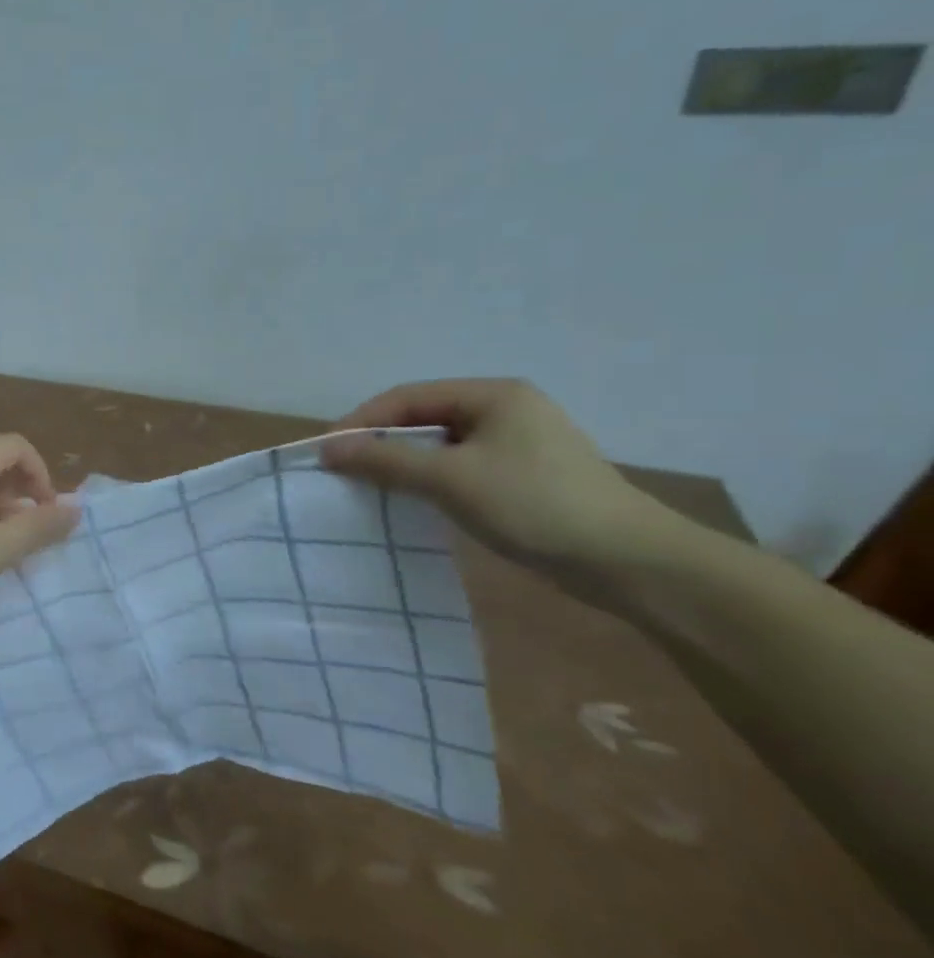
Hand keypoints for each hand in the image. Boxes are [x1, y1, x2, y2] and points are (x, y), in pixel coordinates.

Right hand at [321, 379, 680, 589]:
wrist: (631, 562)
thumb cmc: (534, 505)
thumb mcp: (450, 479)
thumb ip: (386, 459)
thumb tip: (328, 448)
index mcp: (493, 394)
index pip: (408, 396)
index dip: (363, 420)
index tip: (328, 450)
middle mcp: (506, 409)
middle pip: (424, 416)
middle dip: (381, 440)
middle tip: (345, 468)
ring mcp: (520, 442)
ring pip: (442, 444)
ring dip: (404, 461)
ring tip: (371, 484)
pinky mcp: (526, 475)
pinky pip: (462, 465)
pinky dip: (431, 478)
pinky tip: (416, 499)